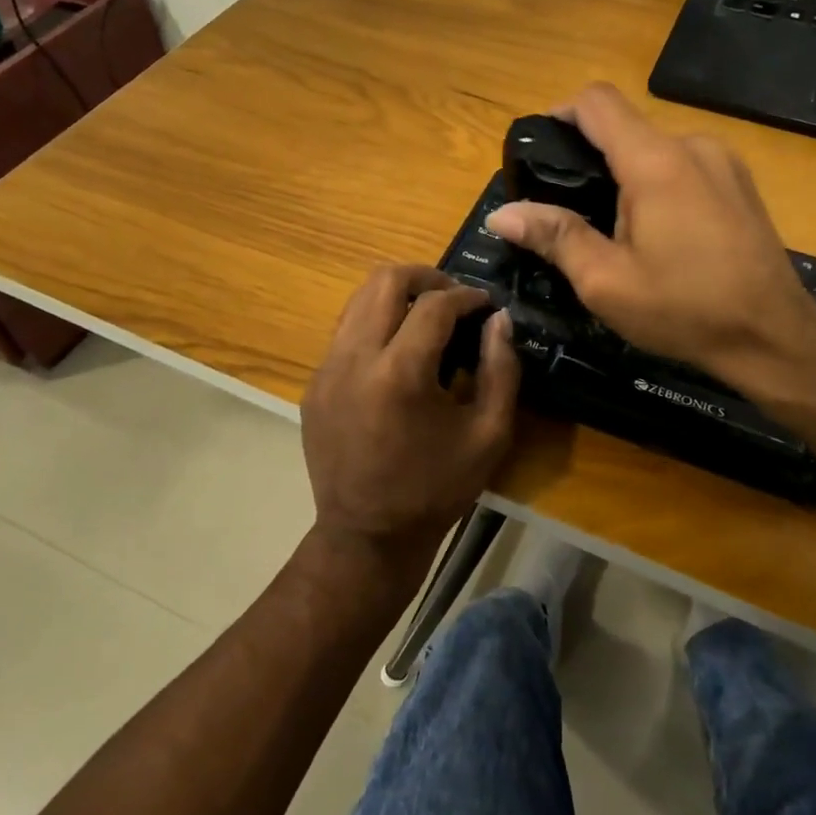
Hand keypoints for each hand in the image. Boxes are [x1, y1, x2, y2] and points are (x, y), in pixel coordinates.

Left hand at [301, 265, 518, 571]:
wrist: (367, 537)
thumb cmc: (436, 489)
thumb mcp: (489, 435)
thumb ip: (502, 369)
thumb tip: (500, 319)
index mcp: (399, 373)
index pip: (434, 303)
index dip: (466, 295)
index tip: (485, 304)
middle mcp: (354, 359)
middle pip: (384, 280)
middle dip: (425, 276)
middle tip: (454, 297)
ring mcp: (326, 370)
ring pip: (358, 299)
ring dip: (396, 296)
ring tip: (426, 317)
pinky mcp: (313, 385)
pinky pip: (345, 331)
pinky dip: (374, 324)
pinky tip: (397, 353)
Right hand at [483, 83, 815, 391]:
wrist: (774, 336)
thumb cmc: (685, 309)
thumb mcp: (606, 282)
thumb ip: (554, 236)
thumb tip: (501, 213)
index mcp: (655, 162)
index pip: (597, 101)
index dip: (560, 114)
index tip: (540, 153)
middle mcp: (692, 145)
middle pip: (625, 127)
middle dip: (590, 158)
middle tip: (569, 211)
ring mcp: (723, 161)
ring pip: (655, 148)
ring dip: (626, 175)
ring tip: (614, 229)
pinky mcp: (740, 182)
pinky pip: (684, 165)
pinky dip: (658, 183)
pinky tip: (660, 233)